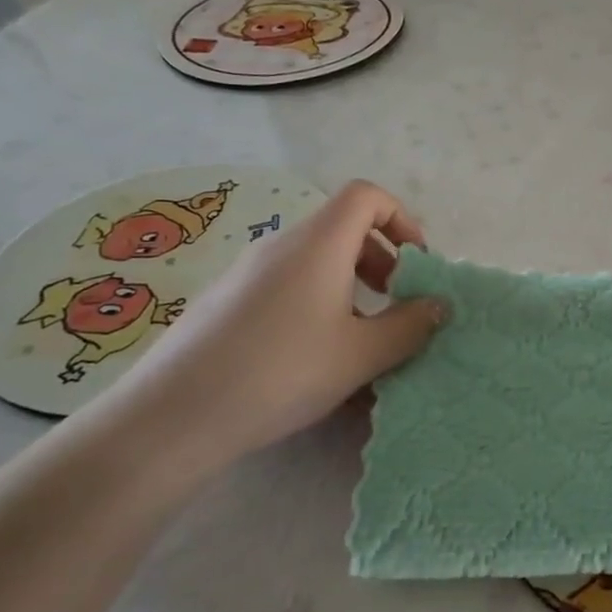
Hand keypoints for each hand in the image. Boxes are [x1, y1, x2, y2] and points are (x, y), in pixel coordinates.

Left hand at [83, 180, 446, 472]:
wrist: (173, 416)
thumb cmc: (282, 372)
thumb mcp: (362, 354)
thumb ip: (409, 325)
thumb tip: (438, 305)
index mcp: (318, 243)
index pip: (366, 195)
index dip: (401, 218)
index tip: (417, 263)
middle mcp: (281, 245)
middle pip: (342, 227)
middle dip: (381, 259)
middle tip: (396, 304)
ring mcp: (246, 272)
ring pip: (314, 260)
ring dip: (350, 286)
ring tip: (360, 338)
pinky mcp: (225, 301)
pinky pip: (286, 285)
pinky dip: (316, 303)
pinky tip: (313, 357)